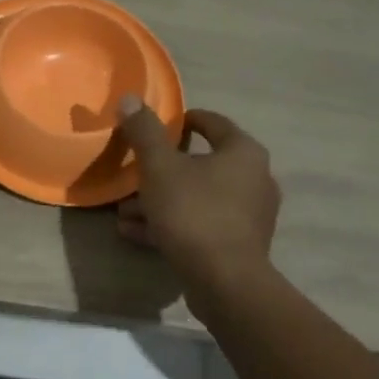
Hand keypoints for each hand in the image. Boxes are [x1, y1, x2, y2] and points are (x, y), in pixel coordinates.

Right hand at [115, 97, 280, 309]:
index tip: (155, 128)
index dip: (182, 121)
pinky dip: (171, 224)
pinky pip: (200, 224)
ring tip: (124, 212)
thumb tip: (129, 98)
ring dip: (159, 201)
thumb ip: (143, 132)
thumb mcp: (160, 168)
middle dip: (160, 171)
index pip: (212, 123)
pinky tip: (136, 233)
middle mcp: (255, 178)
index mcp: (243, 152)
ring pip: (196, 198)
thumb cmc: (193, 212)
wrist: (225, 281)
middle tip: (132, 176)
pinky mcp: (239, 244)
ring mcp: (249, 215)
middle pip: (201, 164)